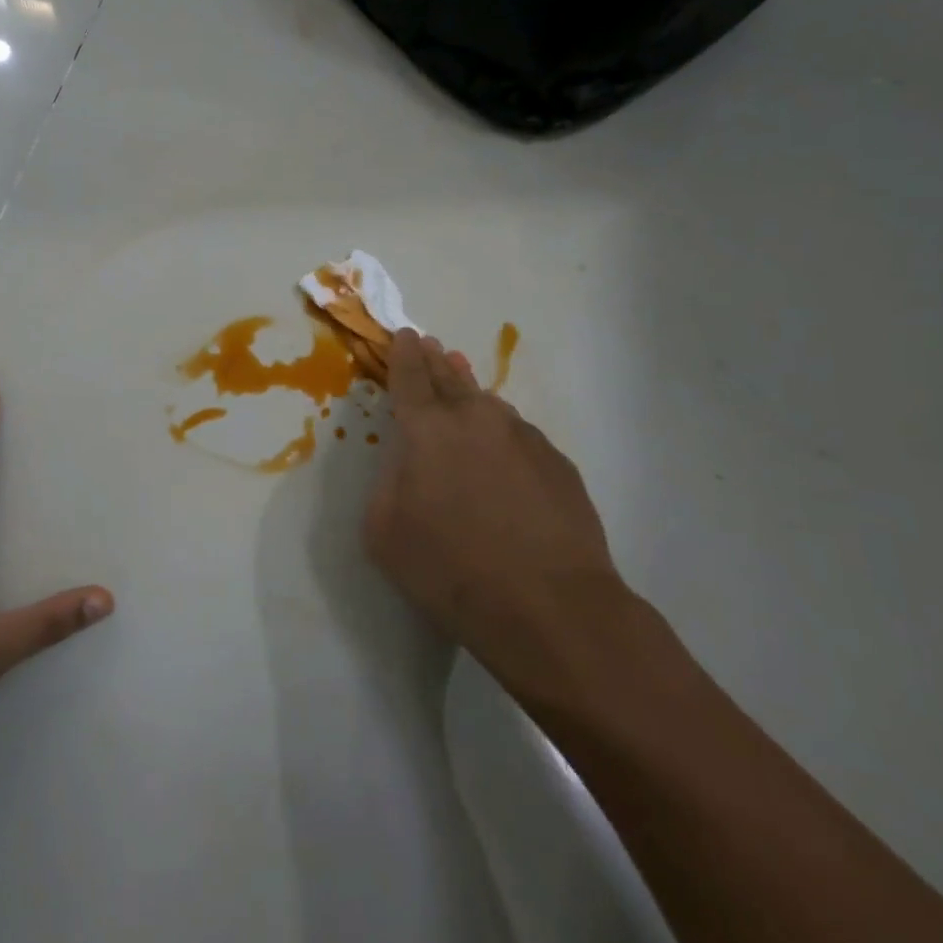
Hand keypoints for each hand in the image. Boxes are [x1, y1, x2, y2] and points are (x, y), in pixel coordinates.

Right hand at [364, 328, 627, 674]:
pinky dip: (502, 432)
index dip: (403, 354)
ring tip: (460, 380)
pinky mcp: (558, 464)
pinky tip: (500, 448)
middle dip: (435, 360)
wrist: (550, 607)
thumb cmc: (451, 568)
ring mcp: (524, 438)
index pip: (410, 377)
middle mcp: (477, 419)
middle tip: (429, 345)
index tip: (404, 336)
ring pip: (488, 403)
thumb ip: (388, 483)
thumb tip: (406, 463)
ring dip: (469, 391)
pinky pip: (519, 435)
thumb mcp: (385, 531)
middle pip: (450, 378)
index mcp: (428, 429)